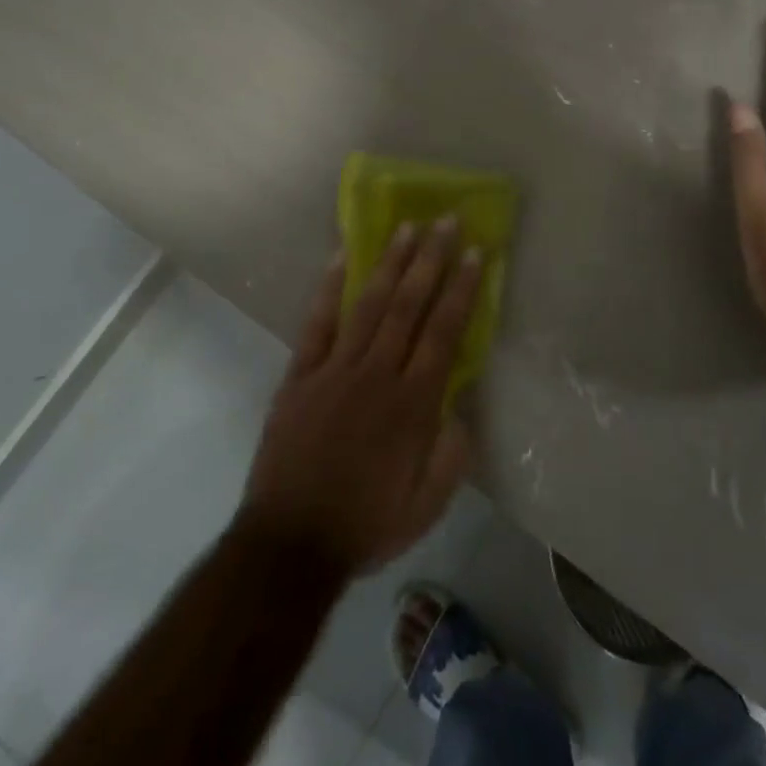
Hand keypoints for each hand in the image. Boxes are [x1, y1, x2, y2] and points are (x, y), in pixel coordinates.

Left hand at [240, 218, 481, 573]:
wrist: (290, 543)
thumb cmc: (366, 524)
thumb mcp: (427, 505)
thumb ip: (452, 454)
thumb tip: (462, 407)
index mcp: (413, 405)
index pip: (444, 333)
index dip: (461, 289)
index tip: (475, 253)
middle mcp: (378, 375)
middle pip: (409, 306)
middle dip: (430, 260)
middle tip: (445, 221)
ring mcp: (336, 369)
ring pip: (369, 304)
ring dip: (390, 262)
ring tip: (407, 227)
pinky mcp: (301, 374)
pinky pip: (317, 322)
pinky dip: (329, 287)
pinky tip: (341, 255)